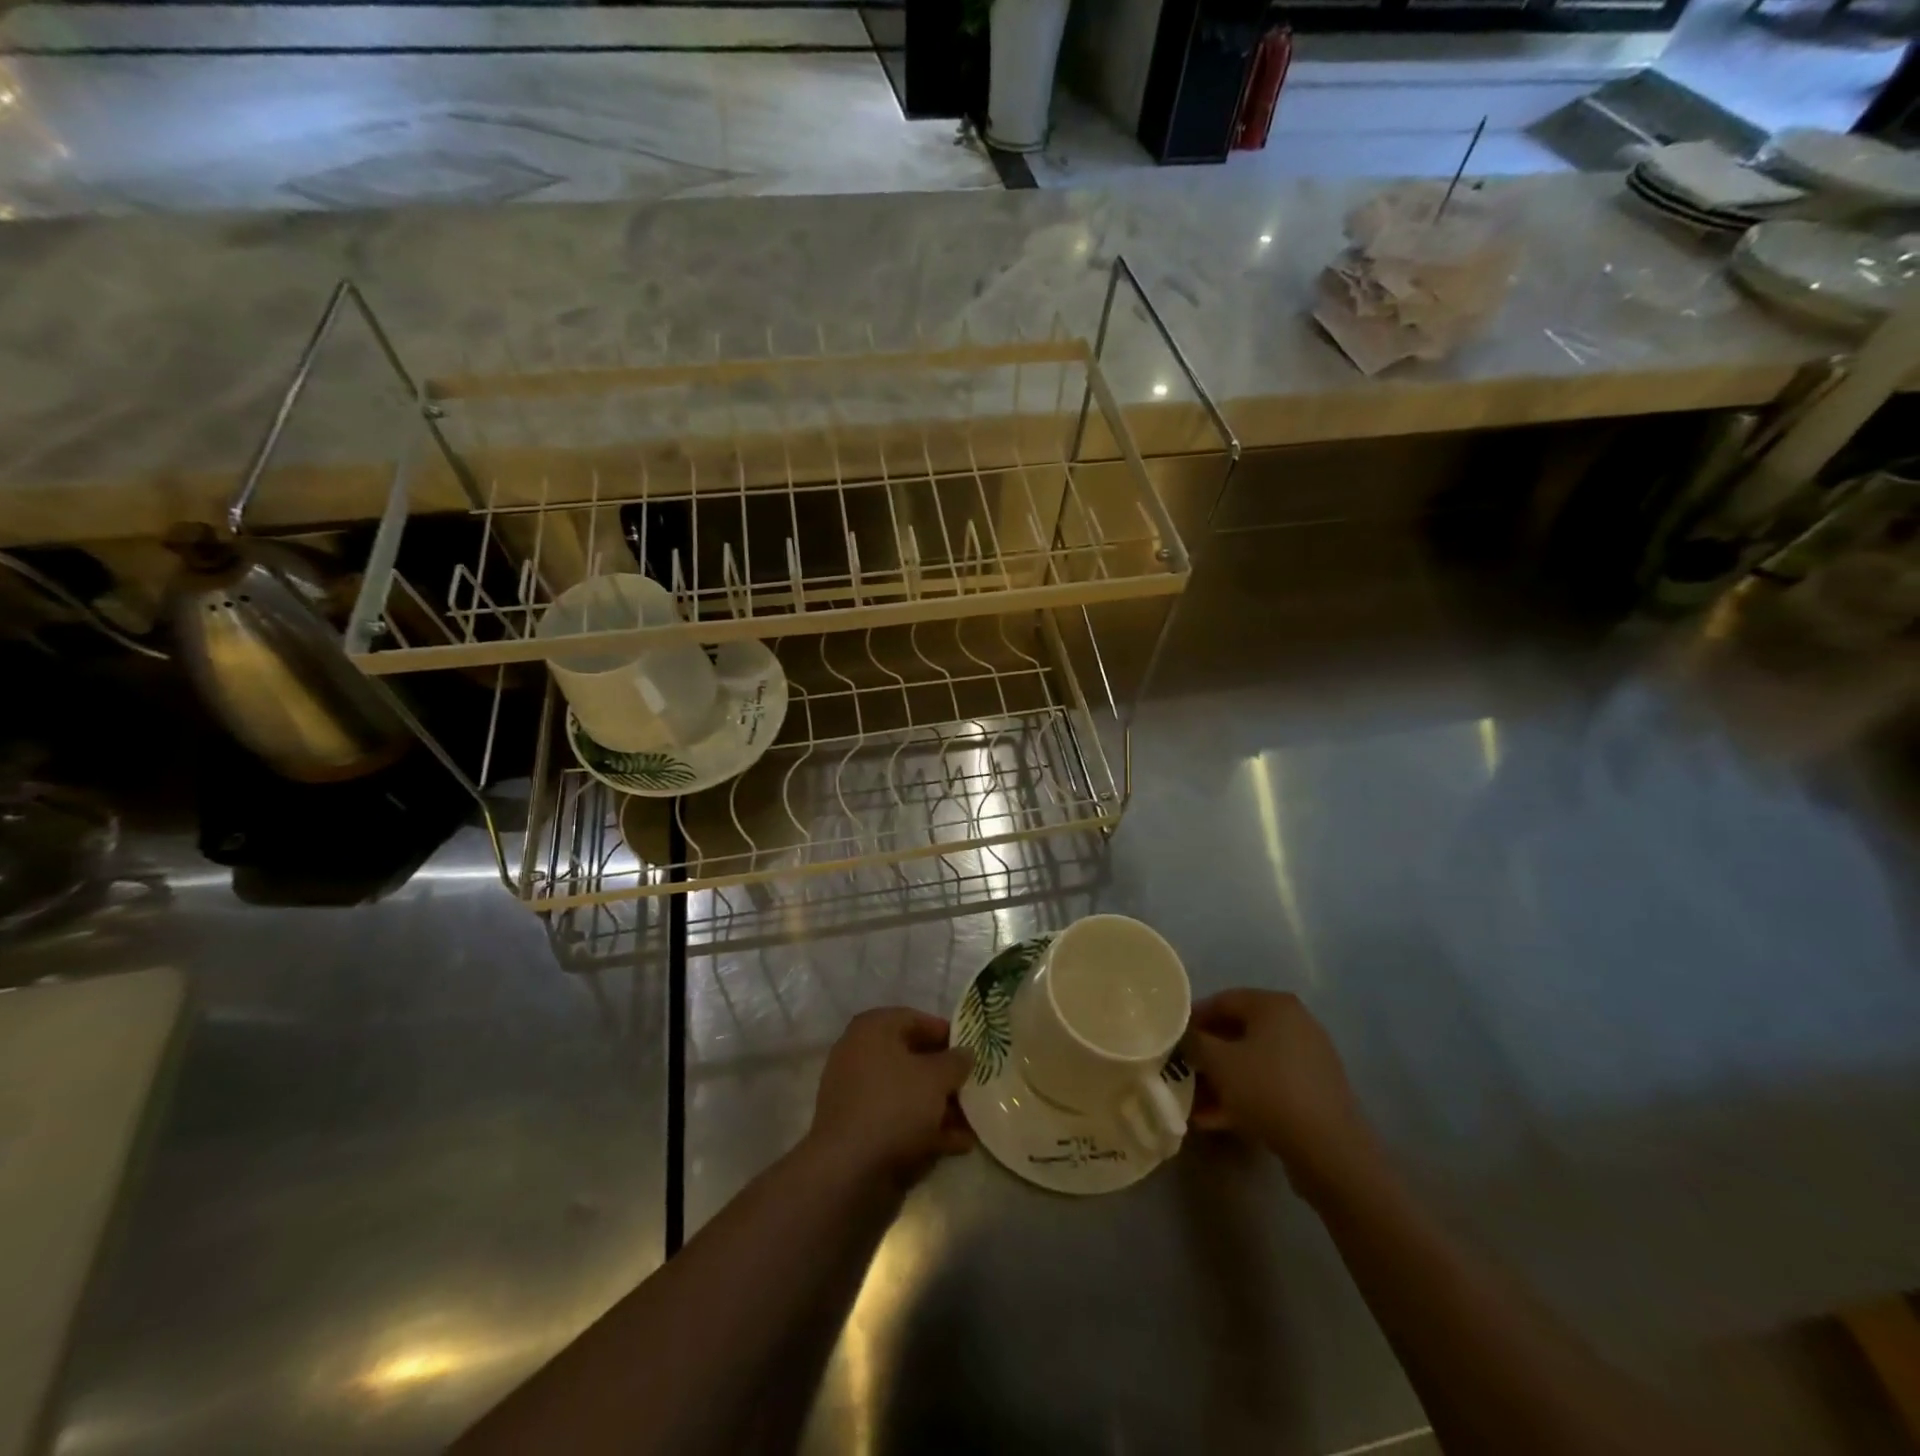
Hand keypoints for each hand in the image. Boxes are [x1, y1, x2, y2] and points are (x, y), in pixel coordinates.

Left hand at [806, 1008, 975, 1184]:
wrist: (849, 1170)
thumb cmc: (895, 1105)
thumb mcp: (936, 1078)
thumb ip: (955, 1061)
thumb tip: (965, 1053)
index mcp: (872, 1030)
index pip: (914, 1019)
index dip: (945, 1033)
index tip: (971, 1050)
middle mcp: (859, 1055)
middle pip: (911, 1058)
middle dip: (945, 1075)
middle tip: (974, 1086)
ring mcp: (857, 1095)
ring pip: (907, 1092)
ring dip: (940, 1105)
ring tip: (973, 1120)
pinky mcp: (859, 1130)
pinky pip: (898, 1119)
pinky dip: (926, 1128)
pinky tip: (958, 1144)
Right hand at [1182, 989, 1380, 1202]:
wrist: (1329, 1150)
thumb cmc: (1268, 1089)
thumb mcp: (1218, 1061)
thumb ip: (1194, 1042)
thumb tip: (1184, 1036)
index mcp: (1274, 1005)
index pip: (1222, 1000)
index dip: (1192, 1019)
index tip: (1171, 1040)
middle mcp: (1295, 1024)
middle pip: (1237, 1033)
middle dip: (1206, 1055)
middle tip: (1180, 1072)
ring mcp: (1308, 1059)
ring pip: (1252, 1063)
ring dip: (1221, 1081)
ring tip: (1193, 1103)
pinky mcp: (1313, 1093)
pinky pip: (1269, 1086)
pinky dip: (1243, 1097)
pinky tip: (1217, 1120)